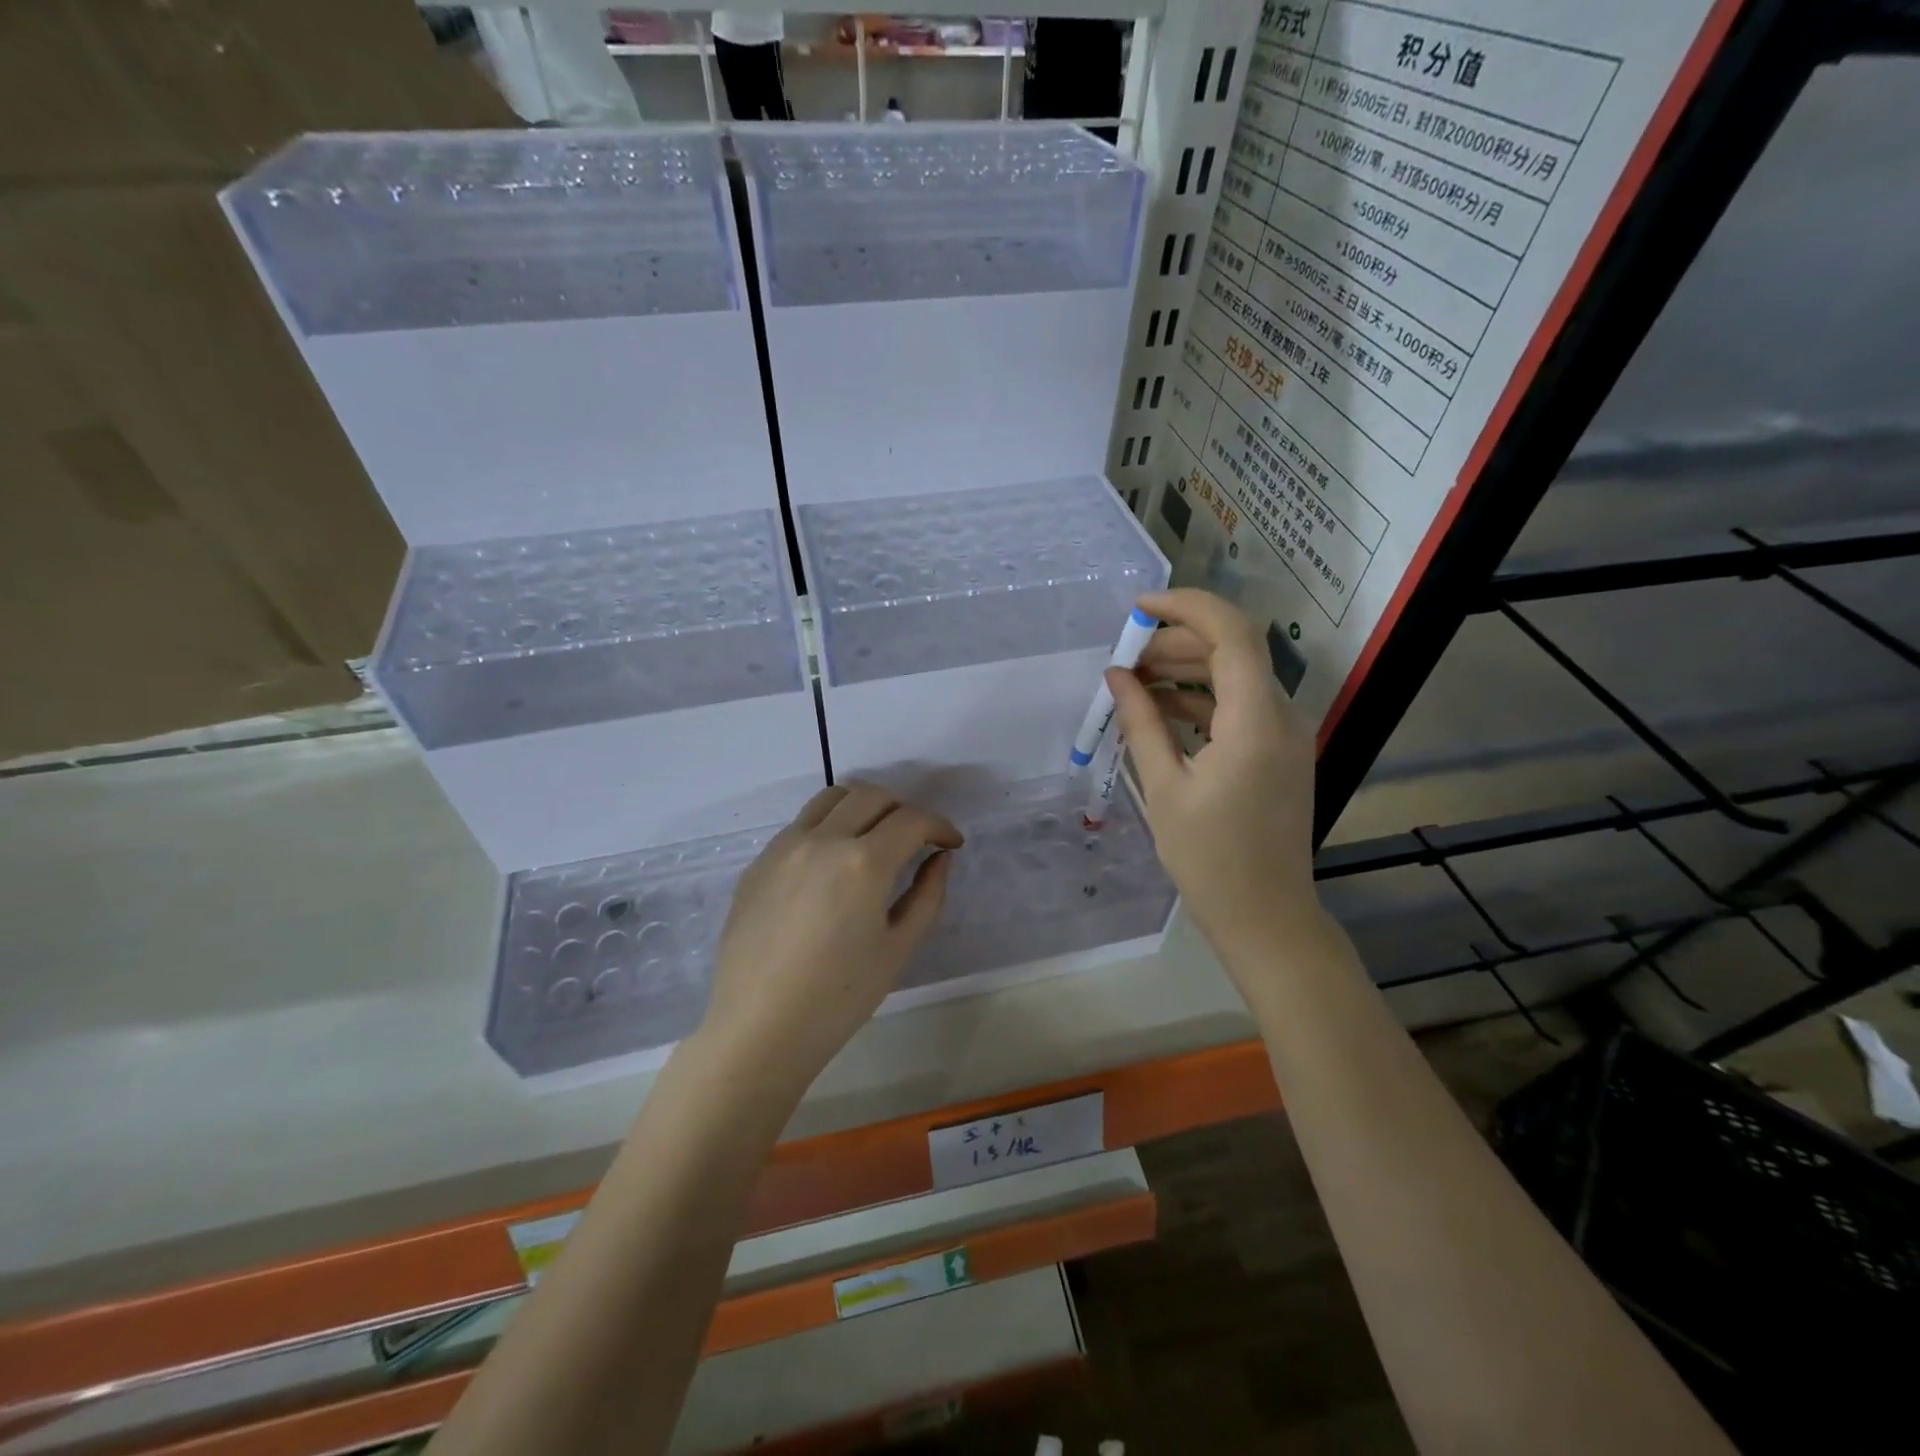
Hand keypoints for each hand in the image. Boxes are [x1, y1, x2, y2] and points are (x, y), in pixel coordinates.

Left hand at [699, 782, 962, 1093]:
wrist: (759, 1029)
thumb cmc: (839, 998)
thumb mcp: (898, 948)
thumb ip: (927, 894)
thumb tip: (940, 858)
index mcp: (863, 862)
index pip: (911, 820)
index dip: (939, 826)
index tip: (950, 843)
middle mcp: (822, 839)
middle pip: (871, 796)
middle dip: (904, 810)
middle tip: (916, 840)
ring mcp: (784, 847)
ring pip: (831, 799)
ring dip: (863, 807)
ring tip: (874, 838)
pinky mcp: (759, 862)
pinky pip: (800, 825)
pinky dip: (828, 827)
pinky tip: (832, 866)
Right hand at [1107, 589, 1323, 971]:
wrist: (1266, 916)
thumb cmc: (1209, 859)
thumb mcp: (1164, 788)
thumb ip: (1140, 722)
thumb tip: (1117, 675)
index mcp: (1255, 721)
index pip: (1231, 632)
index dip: (1186, 607)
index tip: (1138, 608)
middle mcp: (1281, 715)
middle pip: (1233, 649)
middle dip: (1176, 642)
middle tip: (1125, 658)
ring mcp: (1285, 733)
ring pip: (1236, 675)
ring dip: (1186, 669)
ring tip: (1134, 683)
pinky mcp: (1279, 751)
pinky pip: (1240, 705)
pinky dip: (1201, 699)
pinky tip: (1160, 711)